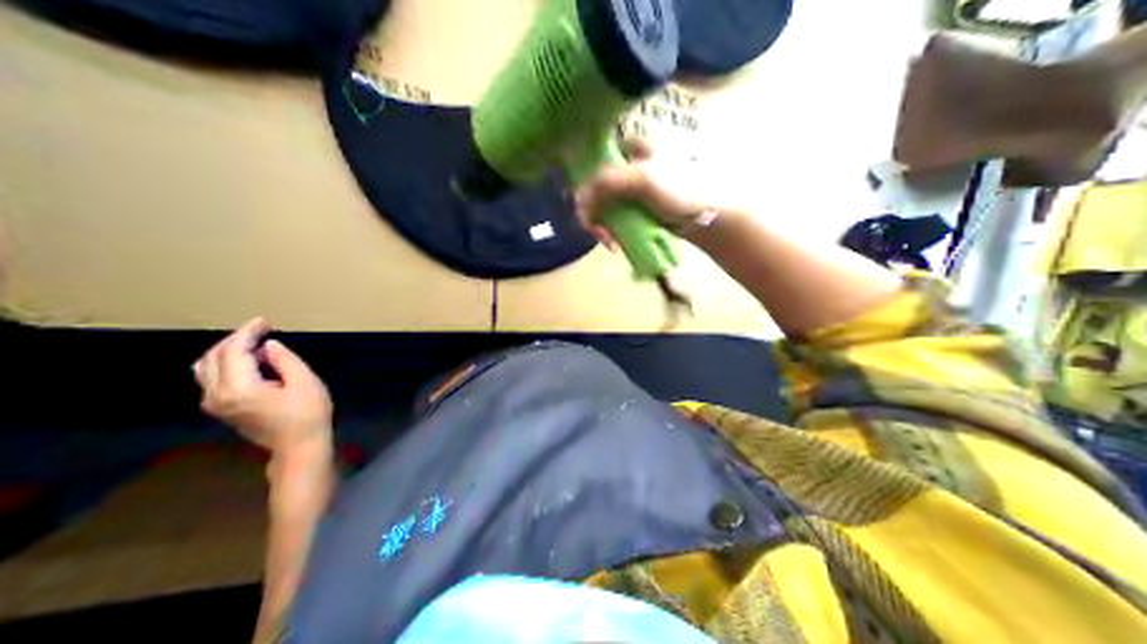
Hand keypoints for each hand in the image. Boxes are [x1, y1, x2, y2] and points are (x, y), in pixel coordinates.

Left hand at [195, 317, 330, 457]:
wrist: (299, 448)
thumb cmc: (307, 415)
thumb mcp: (304, 382)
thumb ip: (284, 359)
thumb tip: (267, 346)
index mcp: (239, 388)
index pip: (234, 350)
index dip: (248, 332)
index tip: (265, 322)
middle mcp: (218, 395)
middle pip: (215, 356)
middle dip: (236, 339)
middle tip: (261, 331)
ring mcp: (215, 405)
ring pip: (206, 367)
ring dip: (226, 351)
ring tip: (251, 345)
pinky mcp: (220, 410)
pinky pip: (210, 379)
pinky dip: (223, 364)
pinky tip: (244, 362)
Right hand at [572, 137, 714, 246]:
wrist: (709, 218)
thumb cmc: (681, 190)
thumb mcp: (643, 179)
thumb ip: (607, 182)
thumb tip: (578, 196)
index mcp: (629, 147)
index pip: (592, 158)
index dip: (582, 180)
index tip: (582, 203)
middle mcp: (626, 165)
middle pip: (593, 187)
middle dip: (591, 212)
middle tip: (595, 231)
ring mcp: (630, 190)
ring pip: (601, 206)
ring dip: (600, 226)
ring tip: (610, 243)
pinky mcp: (635, 210)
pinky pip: (613, 219)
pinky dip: (611, 232)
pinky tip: (615, 245)